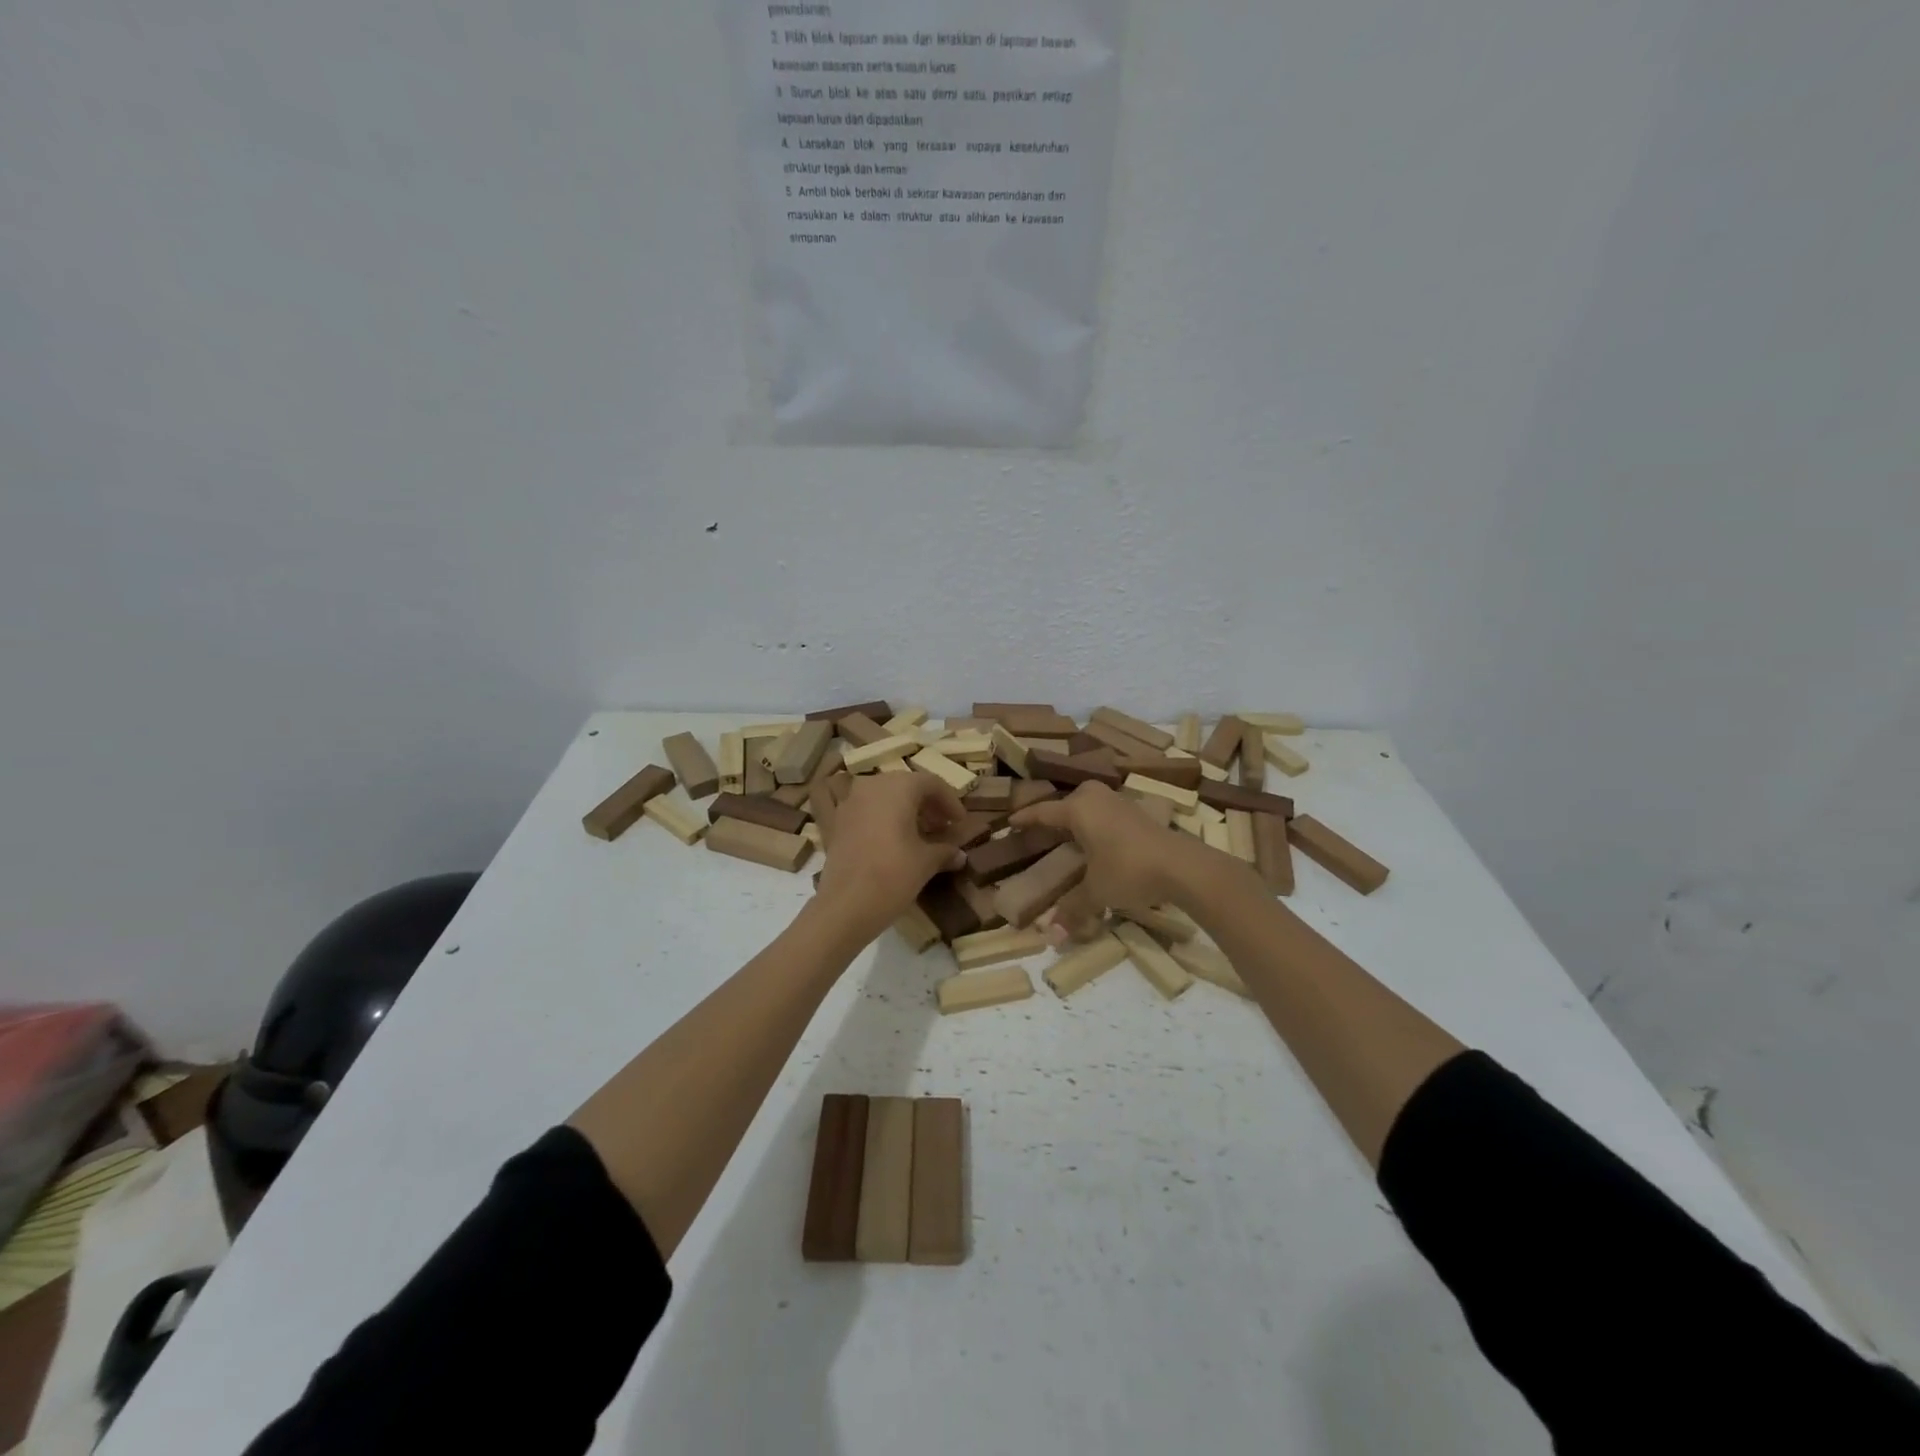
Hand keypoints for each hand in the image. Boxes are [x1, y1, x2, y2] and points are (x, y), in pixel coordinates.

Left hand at [814, 771, 968, 941]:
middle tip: (943, 827)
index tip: (960, 822)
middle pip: (906, 786)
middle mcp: (872, 786)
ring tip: (920, 835)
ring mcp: (850, 802)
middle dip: (928, 804)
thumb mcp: (926, 862)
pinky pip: (867, 810)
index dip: (950, 801)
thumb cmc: (893, 875)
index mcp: (898, 787)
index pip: (931, 783)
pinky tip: (893, 842)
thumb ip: (945, 851)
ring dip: (905, 810)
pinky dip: (883, 819)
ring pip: (885, 796)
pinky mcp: (837, 822)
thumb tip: (960, 854)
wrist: (845, 905)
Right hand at [1010, 782, 1208, 940]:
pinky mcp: (1141, 814)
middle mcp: (1098, 799)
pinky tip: (1104, 841)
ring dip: (1083, 815)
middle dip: (1058, 812)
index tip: (1010, 823)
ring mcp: (1122, 803)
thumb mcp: (1096, 891)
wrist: (1182, 866)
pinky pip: (1110, 812)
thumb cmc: (1129, 870)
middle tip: (1046, 829)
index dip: (1026, 819)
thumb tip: (1051, 938)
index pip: (1044, 812)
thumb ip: (1072, 909)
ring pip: (1094, 803)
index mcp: (1079, 810)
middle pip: (1071, 799)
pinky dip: (1101, 822)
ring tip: (1074, 835)